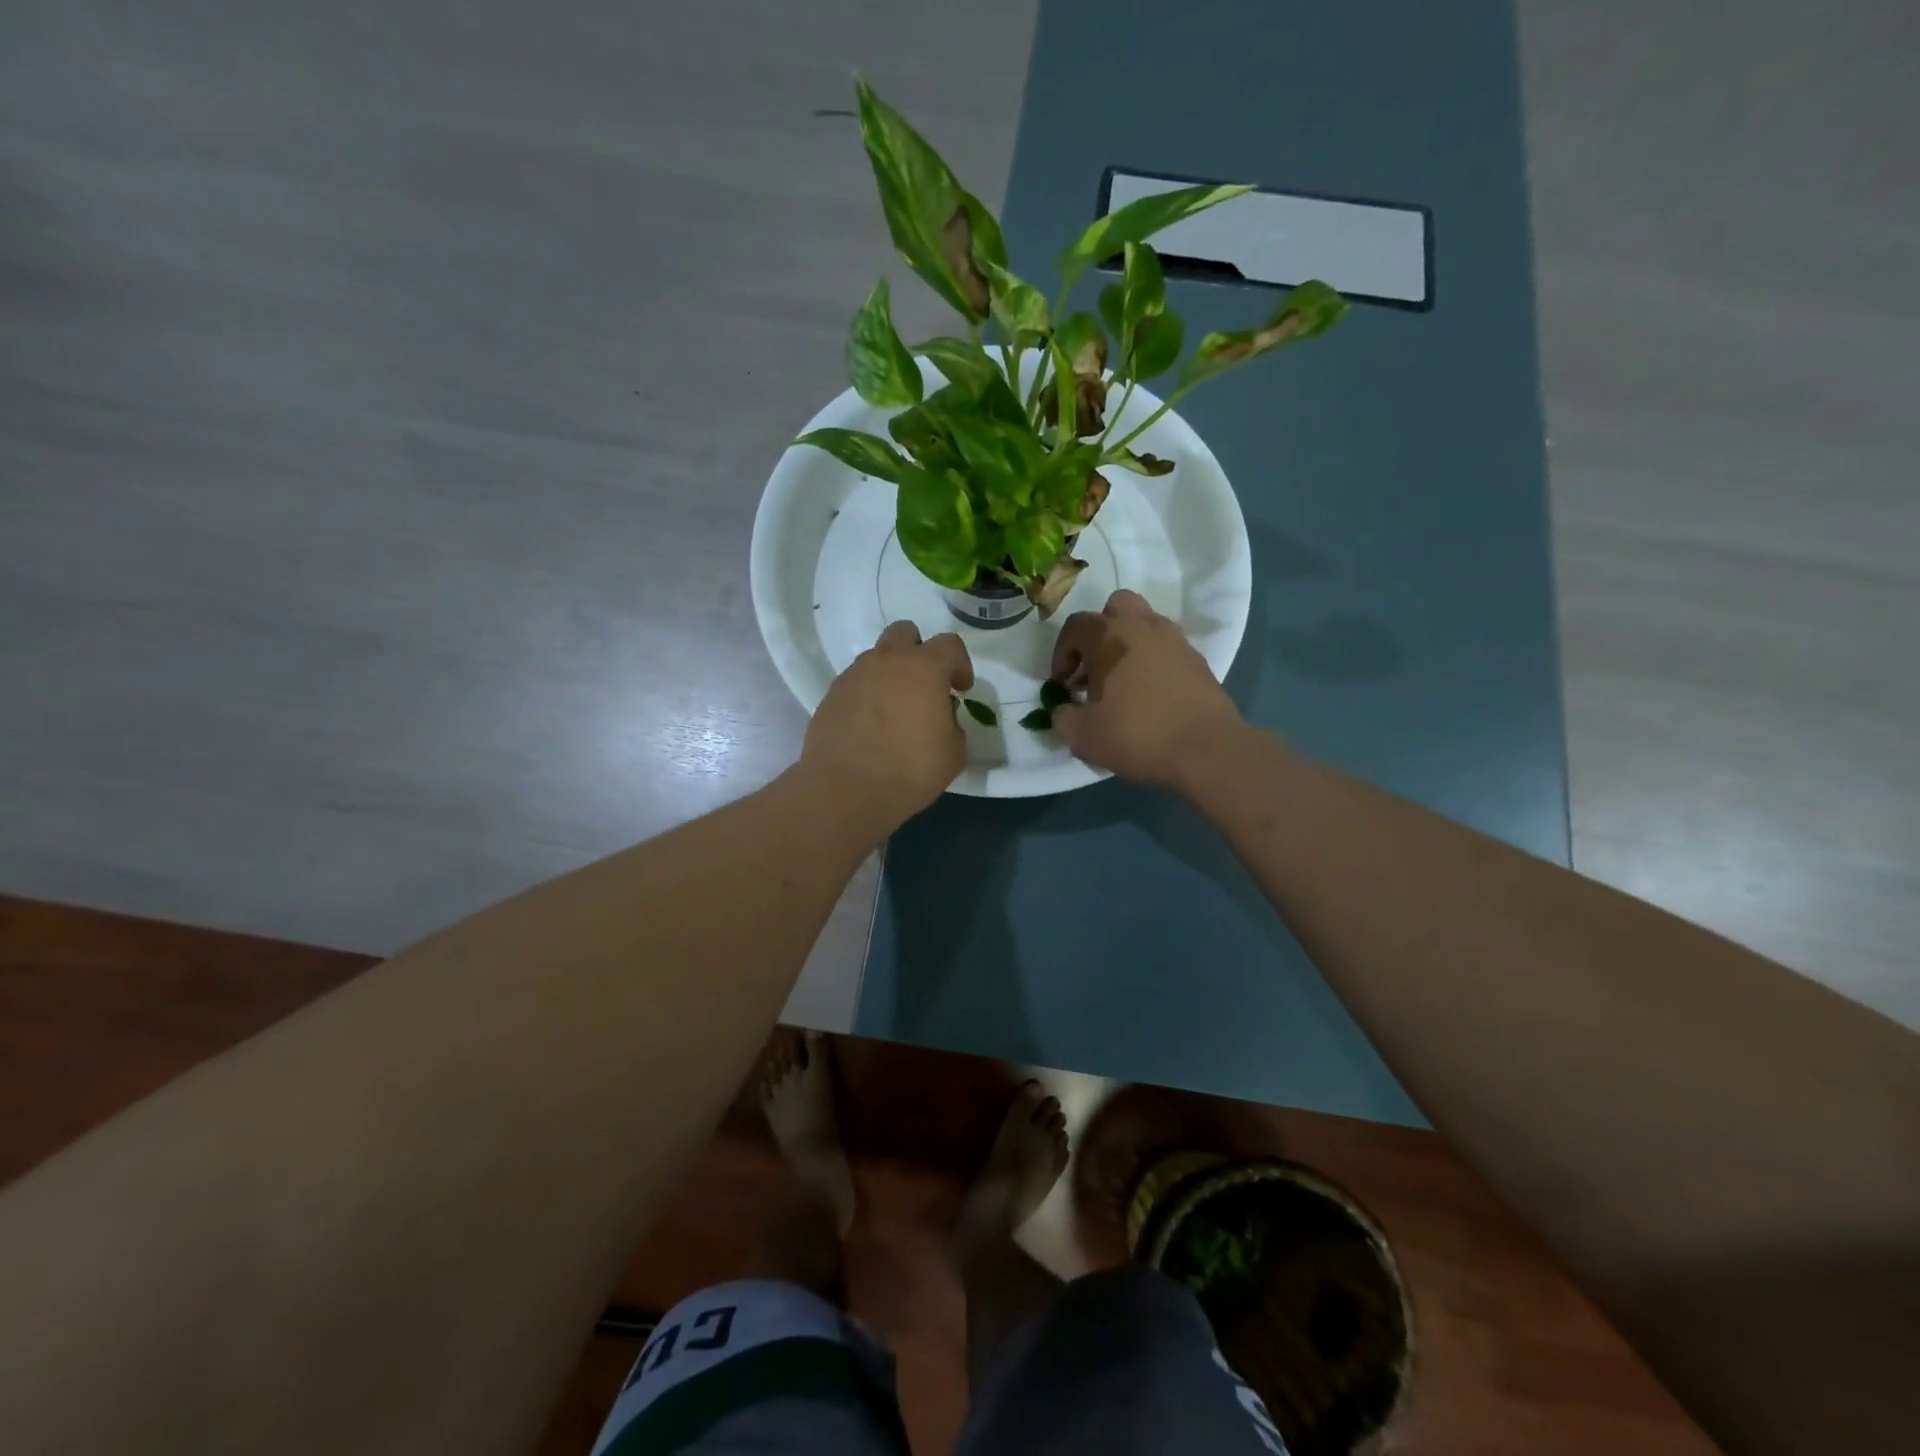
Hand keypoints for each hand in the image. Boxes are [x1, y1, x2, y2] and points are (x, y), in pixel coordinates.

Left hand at [803, 621, 973, 830]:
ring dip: (889, 674)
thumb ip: (952, 725)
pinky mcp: (830, 696)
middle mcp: (887, 661)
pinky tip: (869, 726)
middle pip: (904, 633)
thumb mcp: (953, 753)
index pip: (950, 644)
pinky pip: (855, 684)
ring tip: (893, 710)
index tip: (960, 689)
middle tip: (924, 685)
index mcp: (924, 667)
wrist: (846, 790)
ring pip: (876, 658)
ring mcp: (853, 676)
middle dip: (918, 652)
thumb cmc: (910, 769)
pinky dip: (866, 695)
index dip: (960, 664)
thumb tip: (941, 719)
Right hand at [1051, 589, 1245, 787]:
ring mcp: (1175, 640)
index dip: (1062, 653)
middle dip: (1100, 632)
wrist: (1205, 748)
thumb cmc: (1137, 734)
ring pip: (1145, 625)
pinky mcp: (1198, 660)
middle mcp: (1143, 626)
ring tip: (1122, 683)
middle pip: (1116, 608)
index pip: (1076, 626)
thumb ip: (1063, 718)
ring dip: (1128, 645)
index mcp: (1109, 636)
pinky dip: (1153, 662)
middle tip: (1095, 667)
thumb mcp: (1083, 736)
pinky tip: (1150, 695)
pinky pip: (1167, 649)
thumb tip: (1063, 710)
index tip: (1062, 684)